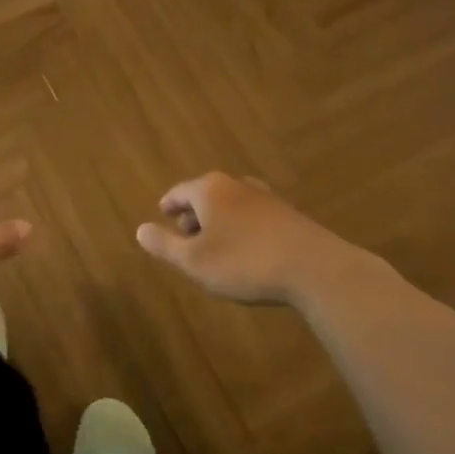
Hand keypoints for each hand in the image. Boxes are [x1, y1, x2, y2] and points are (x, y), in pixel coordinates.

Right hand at [135, 171, 376, 304]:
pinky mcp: (289, 215)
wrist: (314, 269)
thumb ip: (165, 245)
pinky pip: (254, 216)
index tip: (163, 216)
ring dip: (220, 222)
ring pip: (232, 204)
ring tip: (215, 245)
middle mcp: (236, 185)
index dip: (168, 205)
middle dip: (194, 214)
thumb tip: (140, 229)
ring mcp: (266, 197)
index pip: (179, 192)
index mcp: (209, 189)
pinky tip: (247, 251)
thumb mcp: (194, 261)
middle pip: (206, 194)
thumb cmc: (244, 262)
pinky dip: (242, 228)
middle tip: (186, 236)